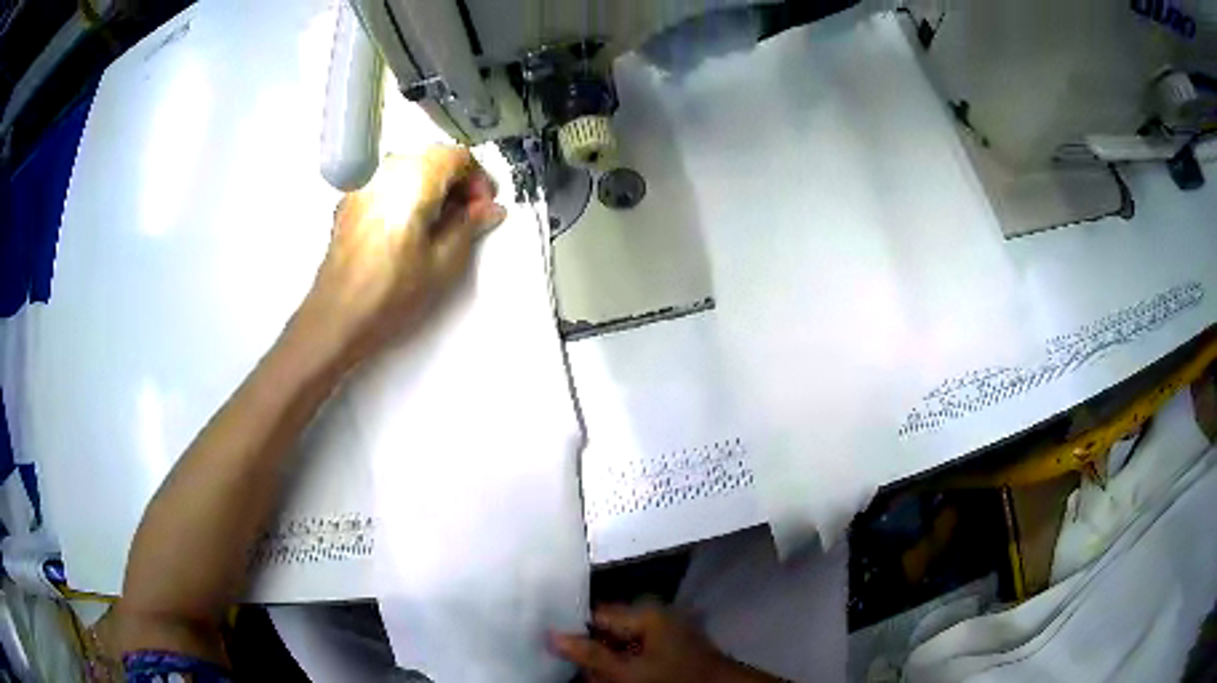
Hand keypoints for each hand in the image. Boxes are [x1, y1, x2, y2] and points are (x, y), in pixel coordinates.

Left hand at [294, 145, 505, 367]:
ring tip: (438, 227)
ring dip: (431, 188)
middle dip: (455, 183)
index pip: (458, 156)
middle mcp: (386, 170)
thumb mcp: (443, 263)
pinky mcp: (350, 202)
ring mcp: (363, 184)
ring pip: (409, 170)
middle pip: (432, 159)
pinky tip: (408, 230)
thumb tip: (491, 208)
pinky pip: (387, 184)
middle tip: (467, 219)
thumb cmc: (391, 293)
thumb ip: (469, 226)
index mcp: (414, 178)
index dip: (478, 179)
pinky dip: (406, 195)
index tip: (483, 209)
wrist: (336, 317)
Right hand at [551, 605, 780, 682]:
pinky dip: (624, 668)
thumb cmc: (673, 678)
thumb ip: (589, 654)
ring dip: (607, 665)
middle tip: (586, 674)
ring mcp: (663, 633)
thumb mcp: (627, 671)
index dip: (574, 629)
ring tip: (603, 679)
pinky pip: (635, 654)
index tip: (551, 644)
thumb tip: (551, 635)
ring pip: (620, 646)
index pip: (597, 614)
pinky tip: (617, 679)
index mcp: (645, 613)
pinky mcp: (668, 649)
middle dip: (592, 654)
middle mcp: (653, 617)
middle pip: (607, 632)